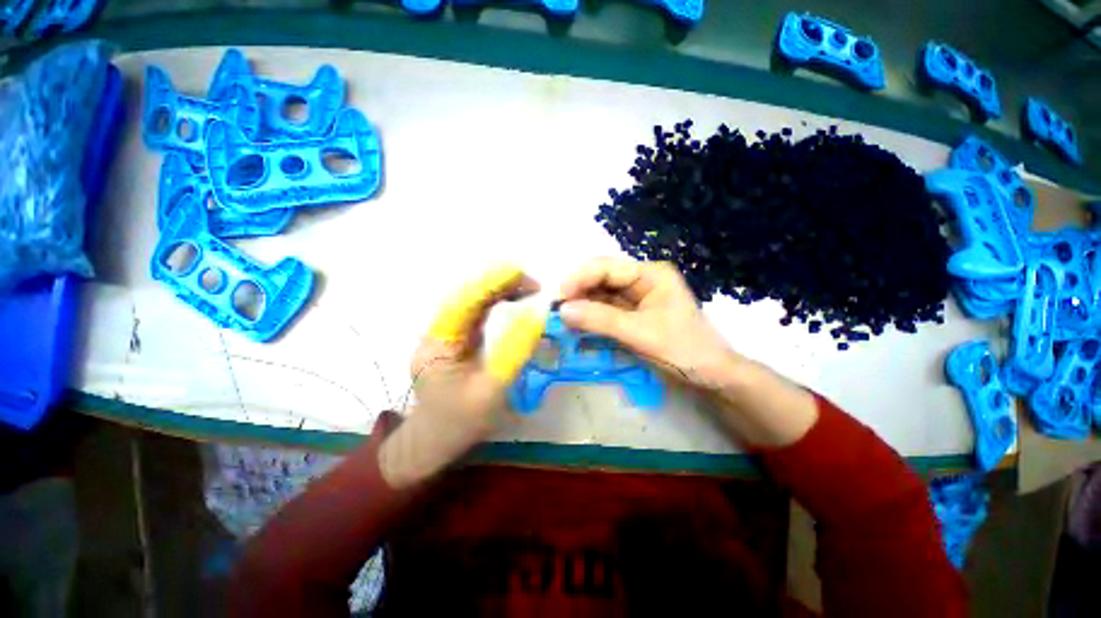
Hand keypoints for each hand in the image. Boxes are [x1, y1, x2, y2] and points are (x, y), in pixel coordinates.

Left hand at [378, 265, 546, 487]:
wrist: (434, 443)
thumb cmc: (460, 422)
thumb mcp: (491, 390)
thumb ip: (514, 352)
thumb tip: (536, 316)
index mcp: (439, 342)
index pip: (464, 301)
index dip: (491, 283)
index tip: (520, 274)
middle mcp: (440, 332)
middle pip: (469, 297)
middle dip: (500, 285)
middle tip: (534, 285)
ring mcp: (448, 335)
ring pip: (474, 303)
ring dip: (501, 292)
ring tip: (529, 290)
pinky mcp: (458, 341)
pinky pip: (478, 315)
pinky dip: (498, 304)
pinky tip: (515, 302)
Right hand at [558, 258, 741, 388]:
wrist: (710, 376)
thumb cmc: (683, 350)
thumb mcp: (640, 334)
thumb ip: (601, 320)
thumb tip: (562, 310)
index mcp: (650, 274)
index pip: (607, 267)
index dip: (580, 279)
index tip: (559, 297)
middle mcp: (641, 279)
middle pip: (601, 278)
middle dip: (578, 291)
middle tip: (556, 309)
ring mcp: (636, 297)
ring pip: (601, 294)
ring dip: (582, 305)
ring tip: (562, 318)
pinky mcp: (632, 314)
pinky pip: (605, 310)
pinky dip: (590, 317)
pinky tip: (577, 324)